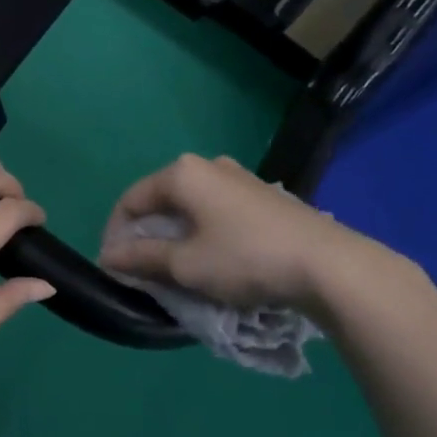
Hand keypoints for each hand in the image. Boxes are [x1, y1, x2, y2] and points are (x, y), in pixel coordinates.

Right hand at [99, 153, 393, 316]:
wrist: (329, 265)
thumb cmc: (245, 259)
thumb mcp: (185, 264)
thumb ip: (141, 257)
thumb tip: (107, 257)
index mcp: (182, 173)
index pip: (130, 201)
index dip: (115, 235)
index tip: (114, 268)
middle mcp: (208, 166)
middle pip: (160, 201)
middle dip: (145, 236)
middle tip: (142, 271)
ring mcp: (239, 178)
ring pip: (189, 207)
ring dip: (174, 236)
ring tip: (176, 269)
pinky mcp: (263, 196)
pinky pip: (215, 211)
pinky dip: (202, 233)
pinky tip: (211, 259)